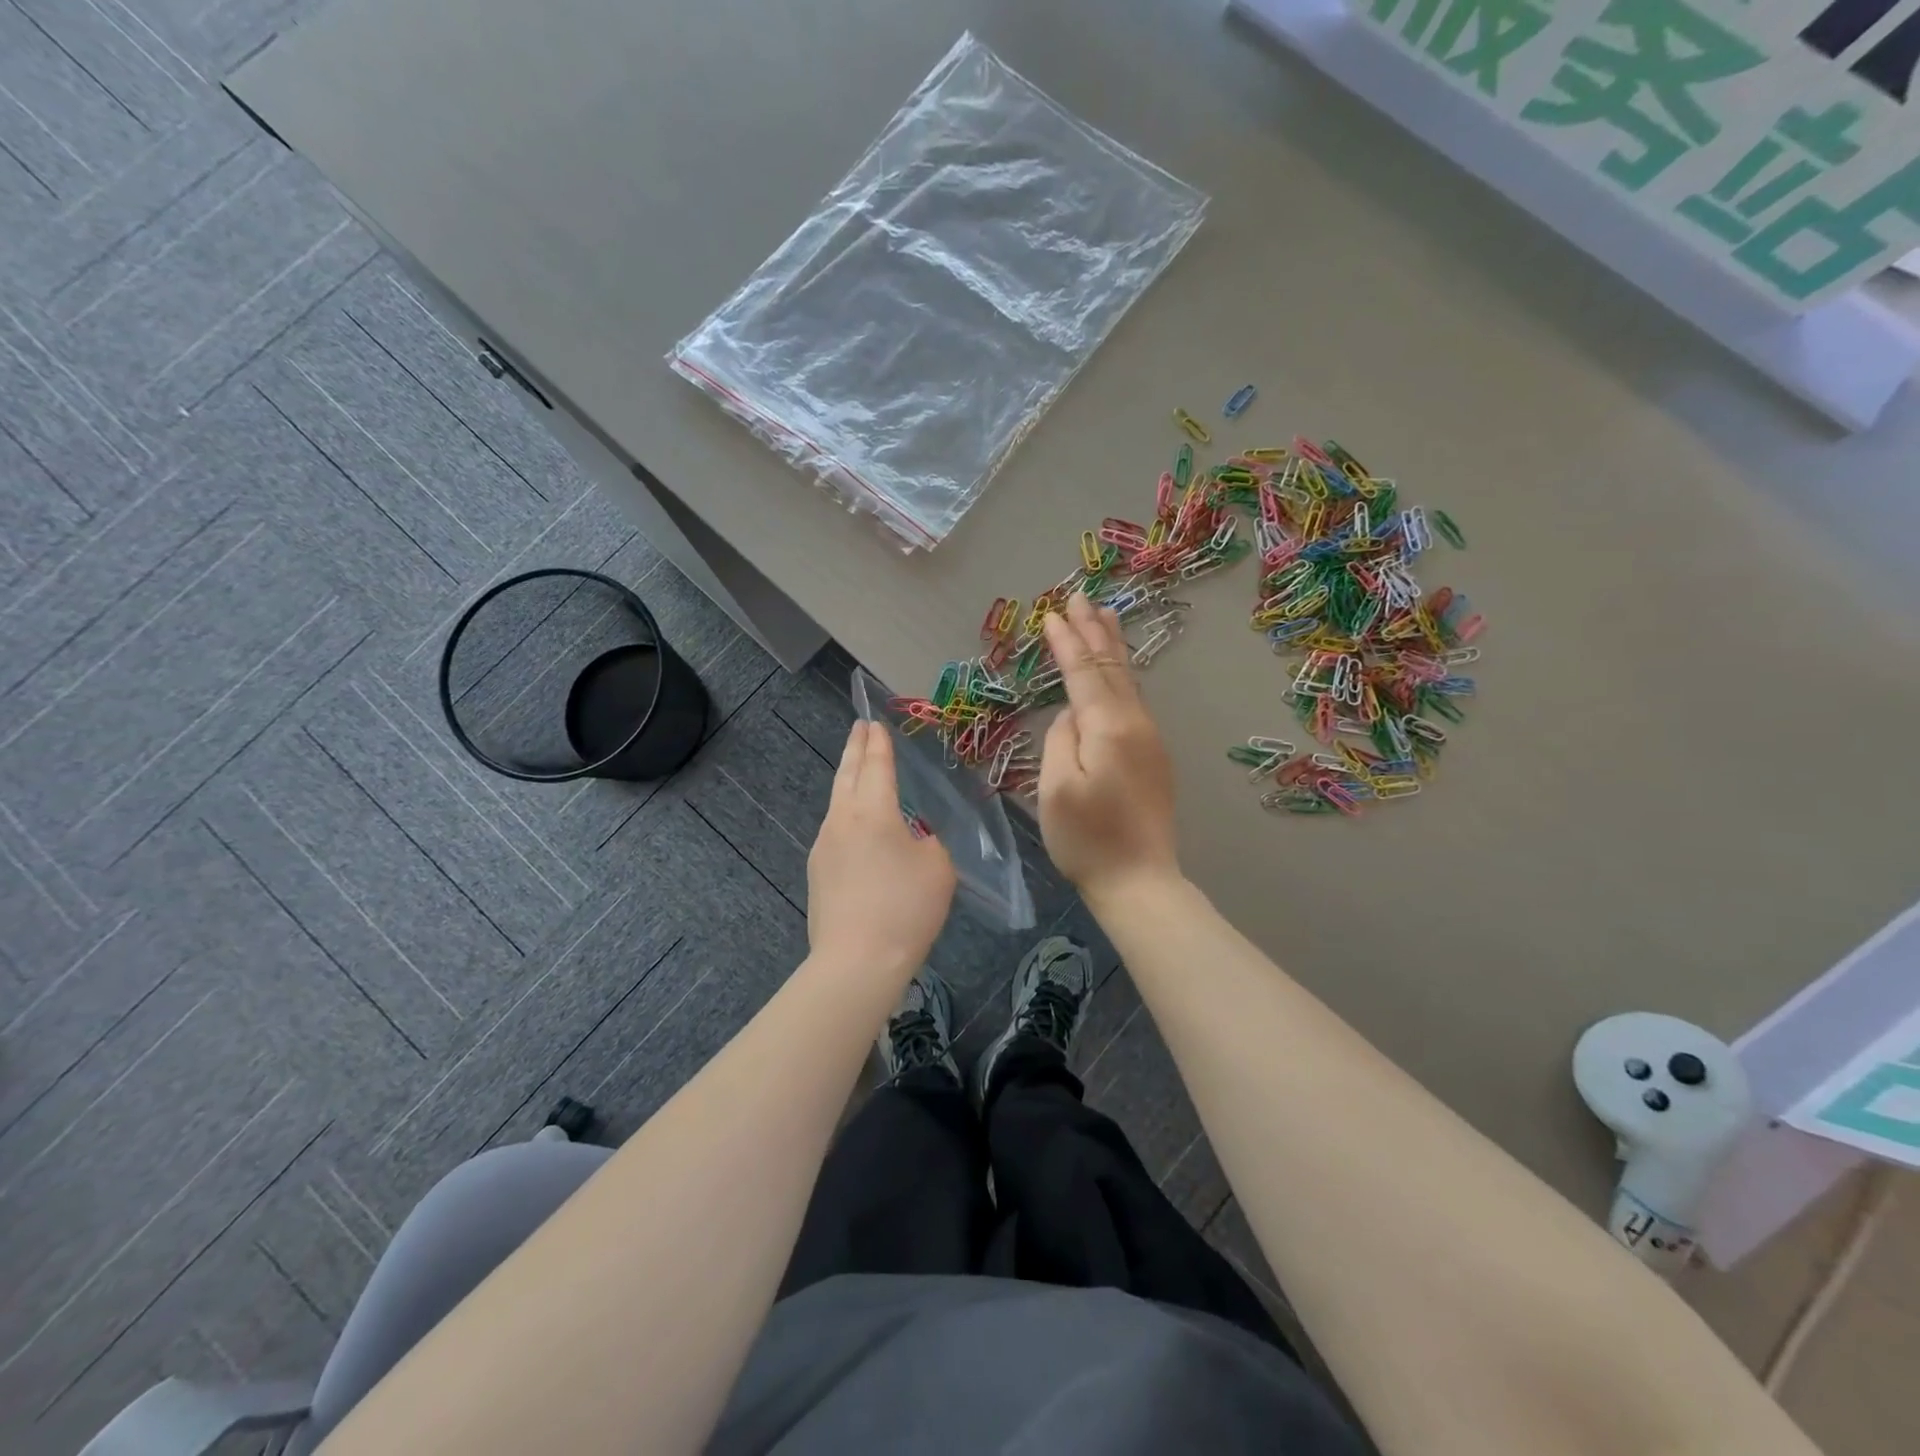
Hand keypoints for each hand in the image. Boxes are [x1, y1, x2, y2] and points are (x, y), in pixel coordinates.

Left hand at [807, 721, 955, 979]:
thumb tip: (913, 840)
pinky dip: (847, 817)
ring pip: (837, 803)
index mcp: (873, 811)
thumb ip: (929, 844)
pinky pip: (836, 832)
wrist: (856, 962)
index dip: (879, 743)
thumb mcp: (939, 869)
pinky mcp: (817, 873)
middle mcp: (842, 820)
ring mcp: (824, 846)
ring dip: (848, 782)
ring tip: (858, 773)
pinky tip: (858, 831)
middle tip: (859, 727)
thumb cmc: (906, 909)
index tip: (875, 723)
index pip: (876, 765)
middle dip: (855, 748)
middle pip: (847, 775)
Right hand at [1040, 593, 1180, 903]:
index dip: (1067, 642)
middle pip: (1113, 668)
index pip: (1084, 673)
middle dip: (1095, 632)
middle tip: (1082, 598)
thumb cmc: (1087, 840)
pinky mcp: (1154, 757)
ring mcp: (1150, 740)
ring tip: (1105, 617)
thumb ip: (1061, 740)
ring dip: (1113, 648)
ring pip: (1128, 682)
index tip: (1052, 614)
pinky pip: (1134, 701)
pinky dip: (1121, 676)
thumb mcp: (1057, 789)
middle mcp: (1136, 724)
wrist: (1140, 882)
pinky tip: (1117, 672)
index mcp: (1109, 728)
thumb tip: (1071, 715)